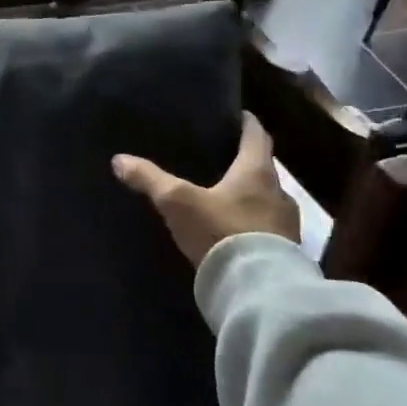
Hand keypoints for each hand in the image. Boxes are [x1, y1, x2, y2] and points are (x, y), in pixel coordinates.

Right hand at [113, 112, 299, 266]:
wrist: (257, 290)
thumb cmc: (220, 231)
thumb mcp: (177, 202)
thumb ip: (150, 179)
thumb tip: (118, 160)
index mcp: (257, 172)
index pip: (257, 136)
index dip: (248, 123)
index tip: (239, 115)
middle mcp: (279, 193)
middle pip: (263, 169)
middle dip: (245, 163)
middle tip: (223, 159)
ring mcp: (287, 226)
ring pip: (268, 201)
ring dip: (251, 197)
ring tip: (225, 197)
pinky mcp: (287, 254)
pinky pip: (269, 230)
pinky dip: (254, 225)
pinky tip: (235, 232)